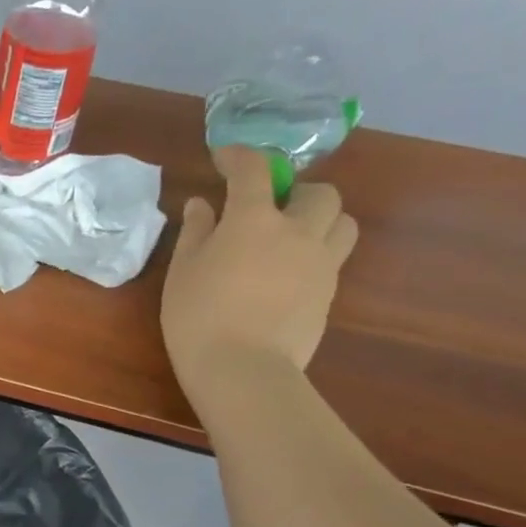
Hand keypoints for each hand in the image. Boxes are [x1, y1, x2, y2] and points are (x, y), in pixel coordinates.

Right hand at [162, 147, 358, 401]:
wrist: (242, 369)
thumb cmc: (198, 316)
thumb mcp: (183, 271)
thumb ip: (196, 231)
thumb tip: (203, 204)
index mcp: (254, 219)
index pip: (254, 170)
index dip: (239, 157)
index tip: (224, 159)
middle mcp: (298, 231)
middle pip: (319, 192)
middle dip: (295, 191)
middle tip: (269, 208)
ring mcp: (321, 263)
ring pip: (342, 222)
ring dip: (321, 219)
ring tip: (292, 237)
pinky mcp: (329, 294)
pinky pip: (334, 258)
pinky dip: (316, 254)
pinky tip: (288, 275)